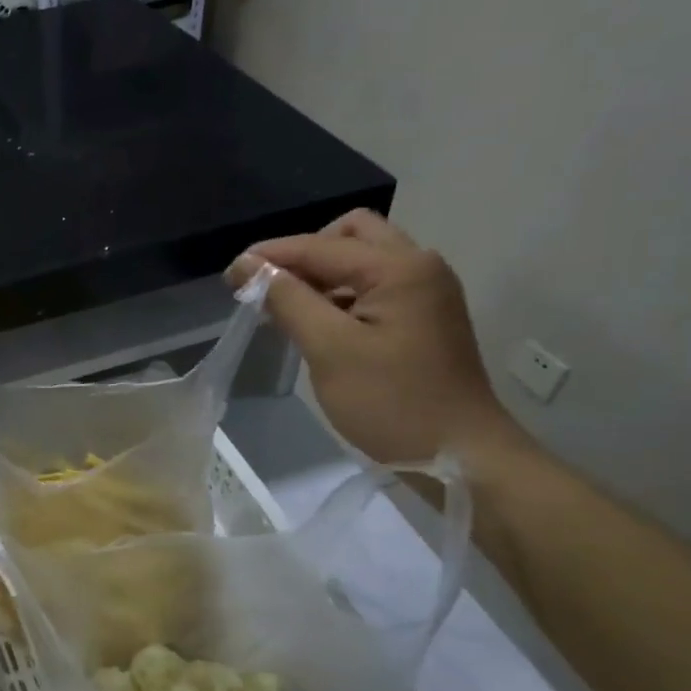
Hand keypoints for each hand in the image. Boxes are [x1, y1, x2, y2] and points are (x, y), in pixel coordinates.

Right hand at [227, 210, 527, 466]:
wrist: (461, 455)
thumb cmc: (391, 402)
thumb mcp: (329, 349)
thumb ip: (287, 299)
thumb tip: (247, 264)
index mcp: (399, 268)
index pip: (320, 246)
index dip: (270, 256)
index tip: (229, 275)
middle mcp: (418, 266)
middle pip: (350, 235)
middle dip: (304, 254)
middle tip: (270, 287)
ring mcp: (425, 291)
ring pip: (362, 260)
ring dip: (320, 275)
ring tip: (283, 308)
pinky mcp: (423, 316)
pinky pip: (372, 286)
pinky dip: (339, 294)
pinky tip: (315, 323)